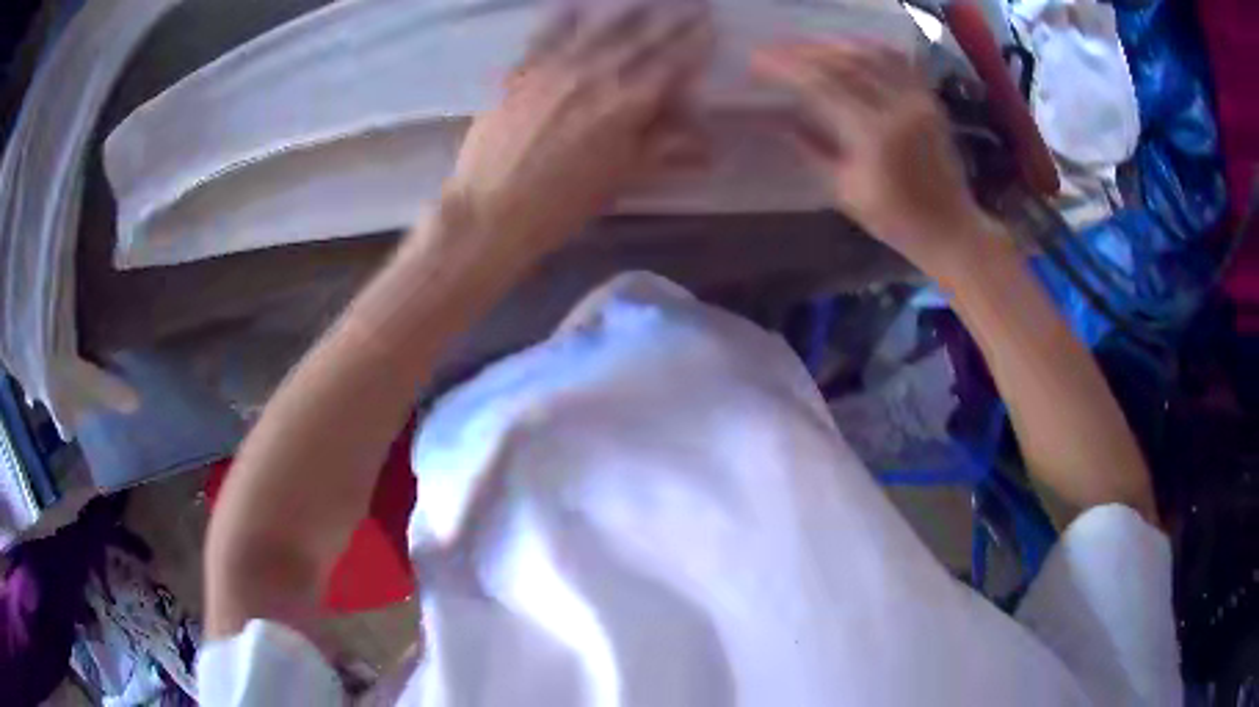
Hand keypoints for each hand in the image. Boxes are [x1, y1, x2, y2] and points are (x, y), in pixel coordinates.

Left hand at [445, 7, 710, 258]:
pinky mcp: (521, 71)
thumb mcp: (619, 179)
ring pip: (599, 28)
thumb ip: (662, 147)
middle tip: (693, 2)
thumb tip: (706, 138)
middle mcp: (595, 74)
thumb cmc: (561, 205)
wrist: (489, 210)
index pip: (671, 64)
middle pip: (641, 38)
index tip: (710, 25)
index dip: (695, 43)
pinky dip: (564, 17)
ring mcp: (554, 67)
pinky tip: (575, 5)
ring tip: (644, 0)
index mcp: (627, 104)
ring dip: (628, 11)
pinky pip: (547, 34)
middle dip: (671, 19)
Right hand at [752, 42, 992, 270]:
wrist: (950, 228)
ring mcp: (918, 101)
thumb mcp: (846, 192)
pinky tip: (850, 47)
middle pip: (845, 62)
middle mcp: (899, 109)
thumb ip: (812, 150)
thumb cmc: (896, 220)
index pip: (823, 86)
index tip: (758, 60)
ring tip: (806, 46)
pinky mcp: (930, 101)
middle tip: (776, 49)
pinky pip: (899, 60)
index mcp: (874, 137)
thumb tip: (778, 122)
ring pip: (871, 54)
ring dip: (833, 45)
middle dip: (804, 51)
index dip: (787, 68)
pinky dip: (870, 47)